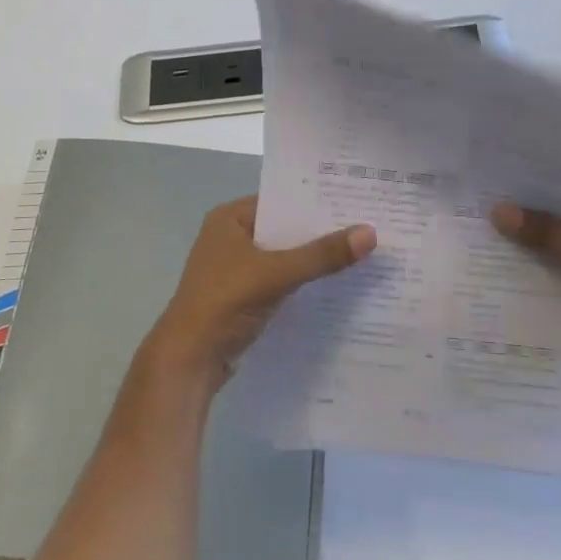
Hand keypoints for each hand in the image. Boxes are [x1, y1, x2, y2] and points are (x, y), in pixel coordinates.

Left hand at [146, 196, 375, 386]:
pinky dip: (303, 282)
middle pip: (284, 229)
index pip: (281, 200)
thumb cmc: (225, 302)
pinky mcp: (243, 296)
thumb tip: (371, 233)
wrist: (190, 359)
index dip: (316, 201)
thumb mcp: (276, 273)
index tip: (356, 201)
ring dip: (313, 259)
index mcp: (230, 218)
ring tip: (361, 253)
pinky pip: (280, 281)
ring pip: (284, 257)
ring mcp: (236, 268)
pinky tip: (336, 285)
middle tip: (367, 227)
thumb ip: (322, 254)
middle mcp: (231, 237)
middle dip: (320, 232)